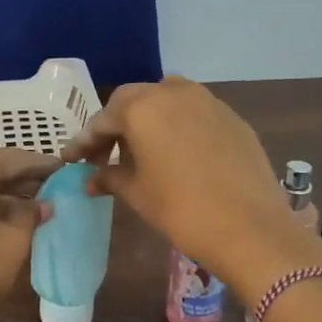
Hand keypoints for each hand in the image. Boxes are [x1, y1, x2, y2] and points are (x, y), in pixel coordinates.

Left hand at [0, 149, 55, 321]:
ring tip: (32, 206)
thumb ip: (30, 214)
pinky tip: (3, 218)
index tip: (65, 172)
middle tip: (52, 190)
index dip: (43, 167)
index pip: (15, 159)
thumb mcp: (14, 240)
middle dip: (21, 180)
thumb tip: (42, 205)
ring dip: (0, 193)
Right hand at [63, 77, 309, 298]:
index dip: (85, 142)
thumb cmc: (180, 209)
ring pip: (166, 100)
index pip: (103, 120)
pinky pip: (194, 113)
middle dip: (115, 125)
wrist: (250, 228)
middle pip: (133, 101)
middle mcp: (173, 93)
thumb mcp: (136, 193)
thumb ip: (109, 177)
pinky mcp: (232, 117)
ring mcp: (207, 101)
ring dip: (148, 120)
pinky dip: (177, 127)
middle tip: (104, 154)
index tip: (71, 159)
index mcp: (142, 108)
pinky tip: (176, 154)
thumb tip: (90, 177)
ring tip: (140, 150)